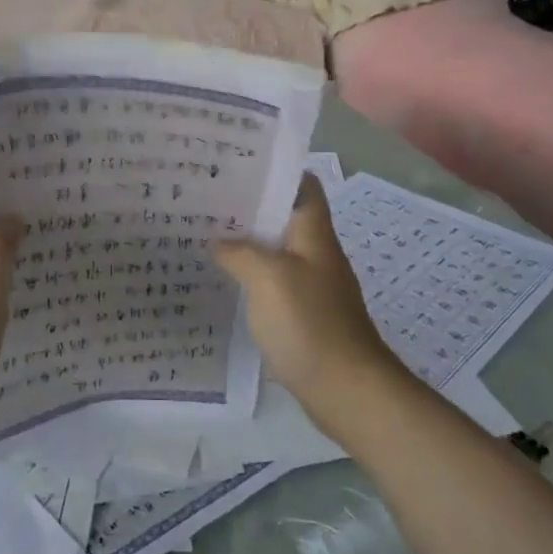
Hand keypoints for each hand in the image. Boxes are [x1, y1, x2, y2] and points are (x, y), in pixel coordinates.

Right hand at [212, 175, 397, 421]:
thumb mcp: (268, 278)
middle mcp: (315, 252)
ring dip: (246, 240)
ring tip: (206, 232)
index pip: (303, 184)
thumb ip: (240, 252)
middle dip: (249, 205)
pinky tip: (224, 278)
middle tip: (206, 197)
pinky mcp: (302, 313)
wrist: (346, 390)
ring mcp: (310, 284)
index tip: (236, 164)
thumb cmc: (310, 324)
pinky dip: (249, 274)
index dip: (275, 169)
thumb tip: (218, 241)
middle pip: (283, 215)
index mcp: (313, 234)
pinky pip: (272, 281)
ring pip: (275, 249)